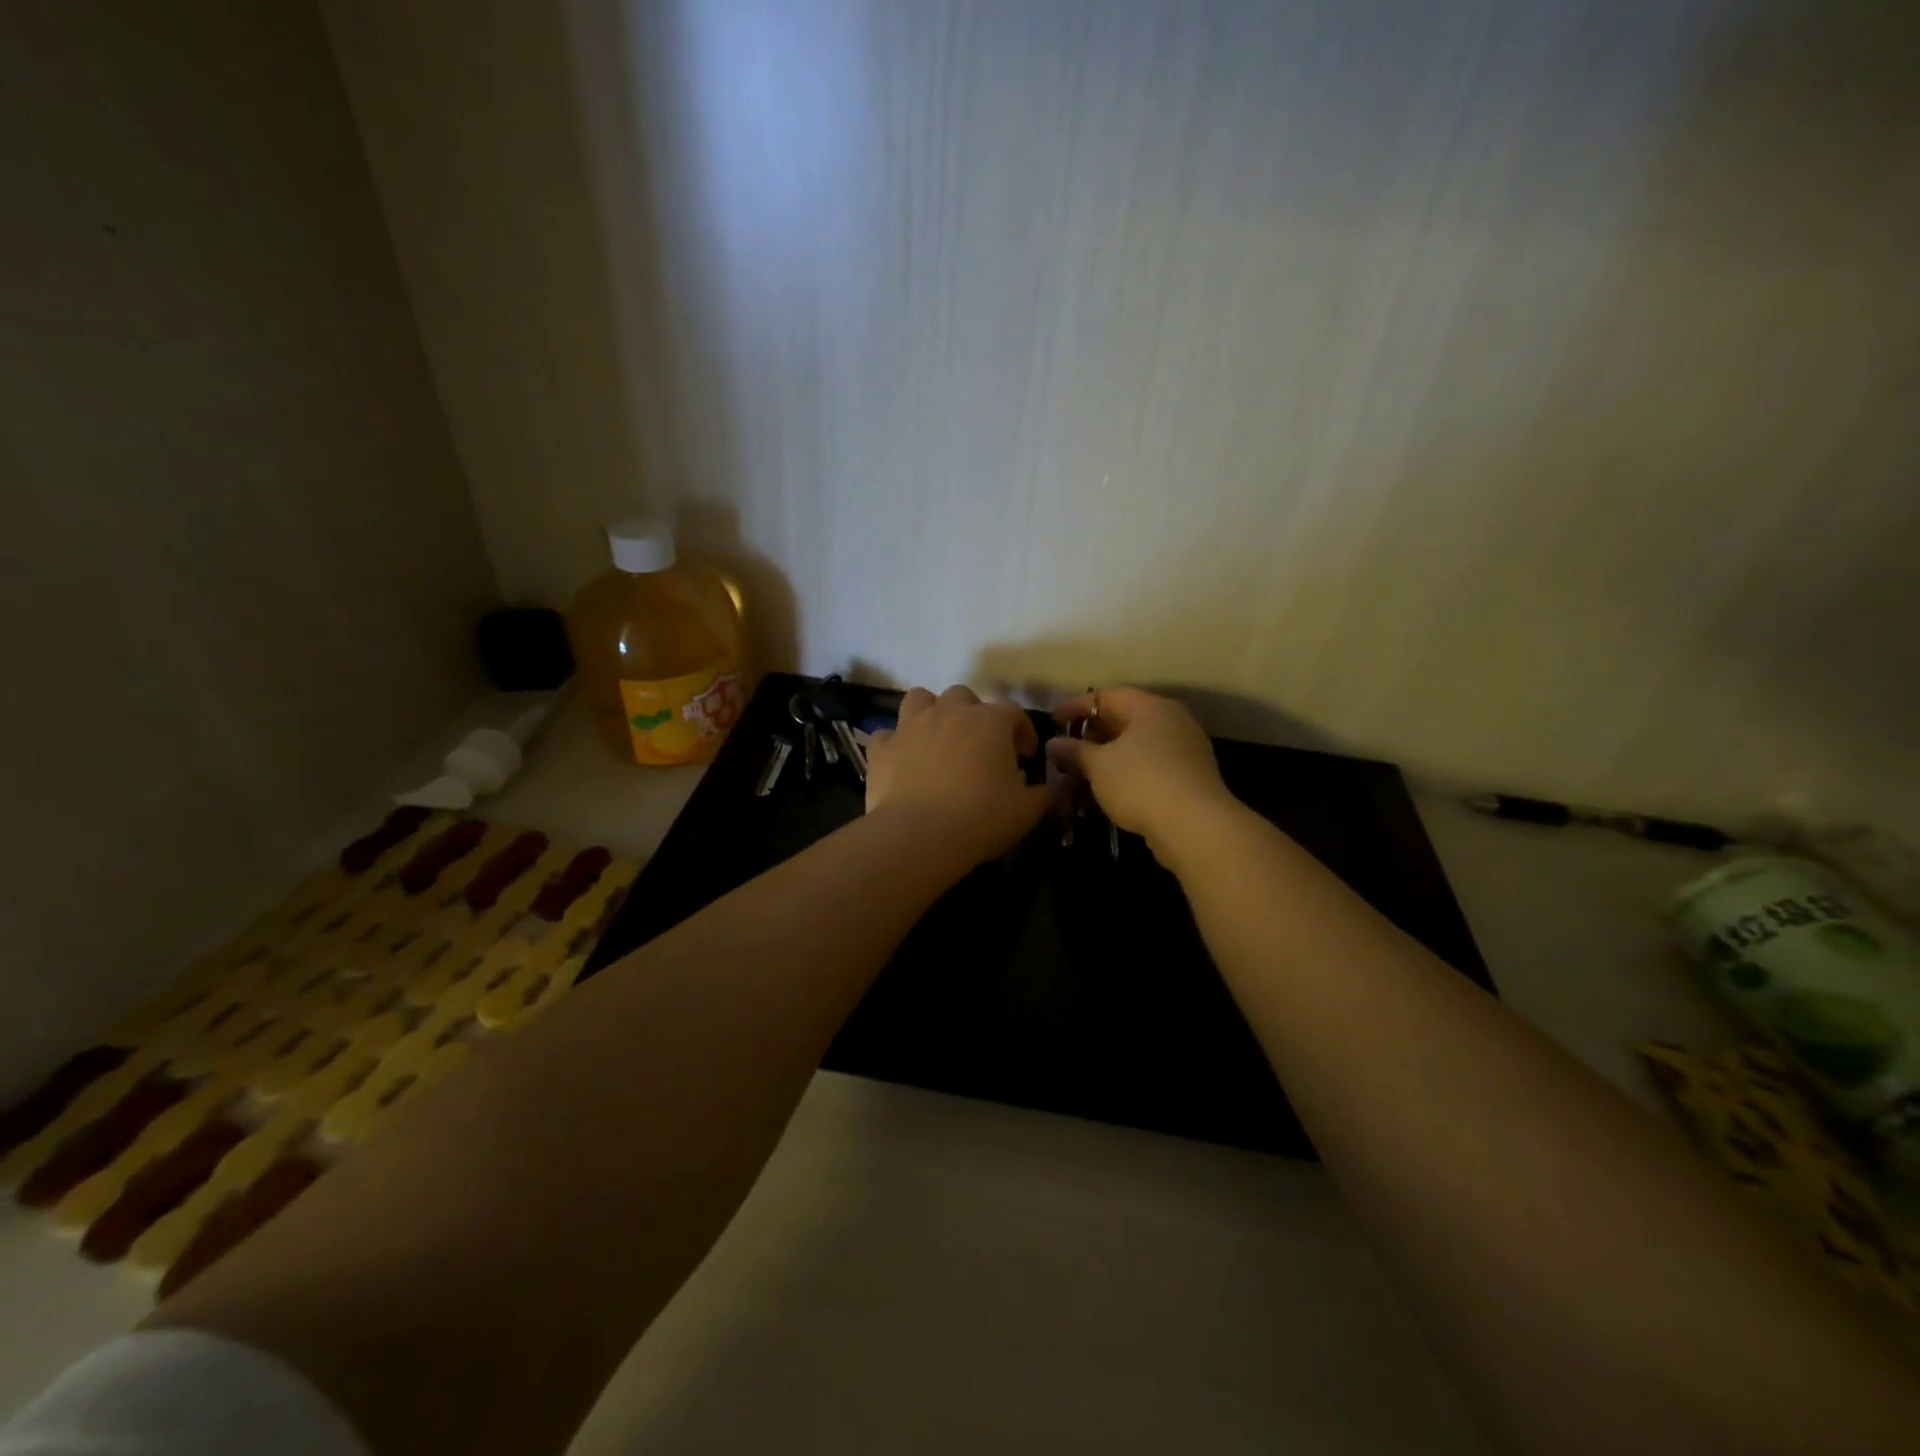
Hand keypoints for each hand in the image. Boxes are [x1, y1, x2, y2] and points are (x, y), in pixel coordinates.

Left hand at [865, 686, 1053, 864]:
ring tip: (938, 738)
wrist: (919, 836)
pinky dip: (896, 744)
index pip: (1014, 713)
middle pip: (964, 696)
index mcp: (989, 721)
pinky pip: (888, 735)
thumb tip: (1055, 786)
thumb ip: (1047, 793)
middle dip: (974, 714)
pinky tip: (903, 761)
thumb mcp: (1028, 810)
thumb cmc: (981, 818)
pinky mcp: (882, 748)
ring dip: (931, 713)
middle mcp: (949, 712)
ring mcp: (910, 726)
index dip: (1022, 731)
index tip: (1025, 755)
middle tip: (979, 745)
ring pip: (920, 699)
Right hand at [1047, 687, 1232, 855]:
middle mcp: (1172, 721)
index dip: (1077, 707)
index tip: (1053, 721)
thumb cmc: (1141, 782)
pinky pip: (1150, 766)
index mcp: (1151, 708)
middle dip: (1092, 734)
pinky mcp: (1190, 777)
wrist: (1195, 826)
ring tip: (1082, 773)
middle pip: (1125, 719)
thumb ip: (1074, 751)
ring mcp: (1185, 749)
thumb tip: (1053, 743)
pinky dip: (1126, 773)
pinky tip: (1108, 791)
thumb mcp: (1098, 765)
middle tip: (1067, 750)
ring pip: (1138, 746)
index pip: (1107, 696)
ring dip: (1108, 757)